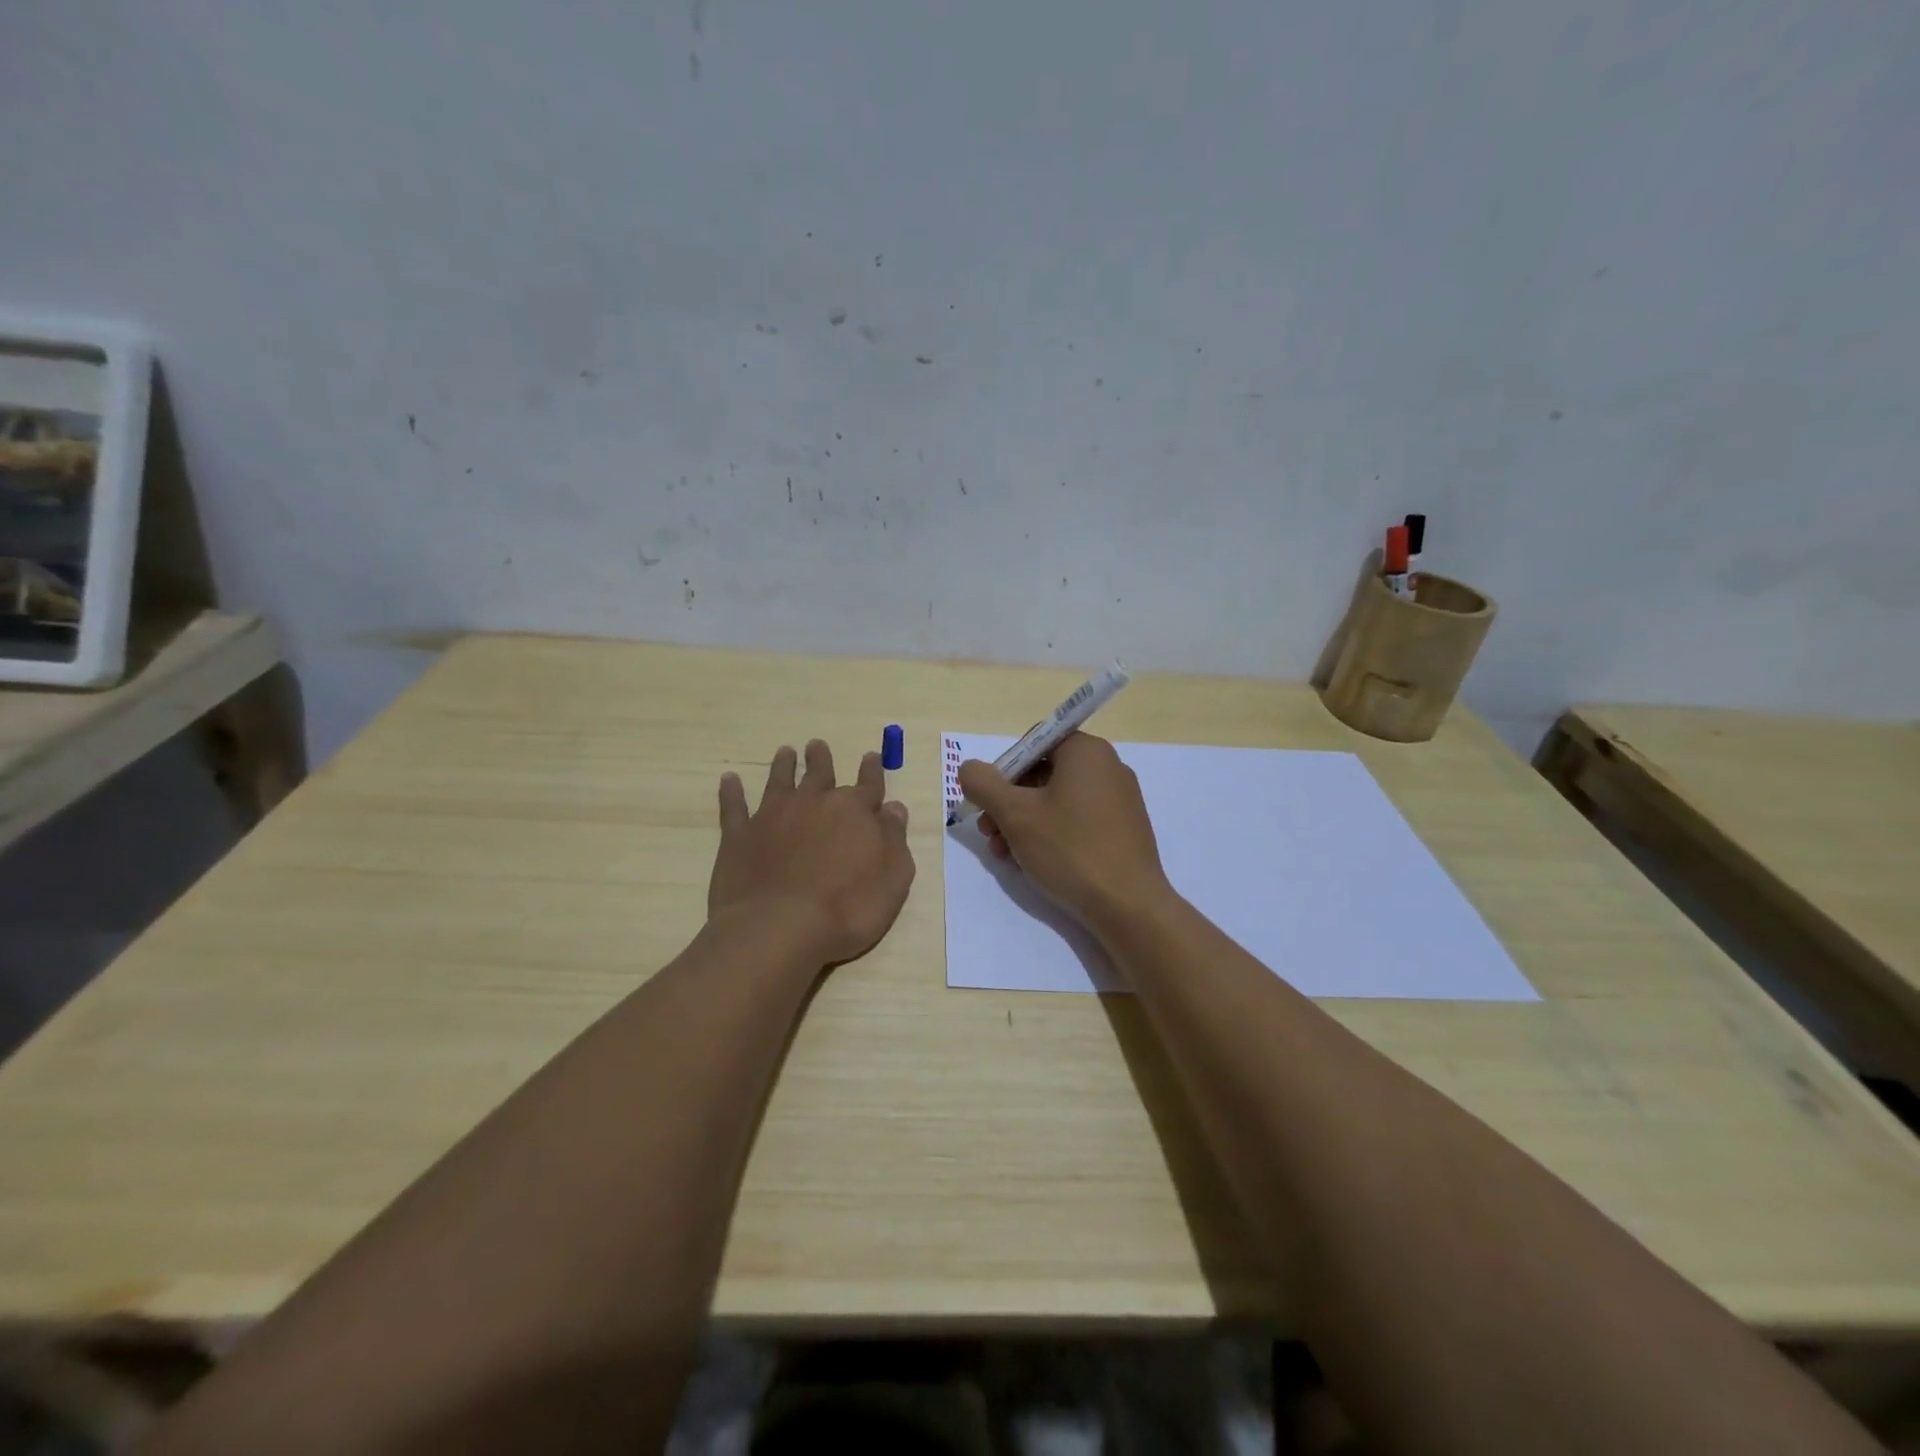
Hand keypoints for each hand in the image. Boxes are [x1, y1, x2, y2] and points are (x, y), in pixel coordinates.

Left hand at [709, 740, 914, 965]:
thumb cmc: (847, 909)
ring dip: (783, 766)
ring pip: (779, 781)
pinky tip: (729, 780)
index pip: (869, 784)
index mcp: (854, 811)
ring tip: (784, 752)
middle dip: (821, 759)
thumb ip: (894, 839)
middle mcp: (813, 804)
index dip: (872, 770)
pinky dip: (732, 792)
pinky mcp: (739, 836)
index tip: (871, 756)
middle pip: (819, 774)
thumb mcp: (893, 878)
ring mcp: (772, 817)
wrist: (779, 928)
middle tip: (817, 745)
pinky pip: (734, 806)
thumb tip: (894, 807)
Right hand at [957, 732, 1172, 935]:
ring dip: (1024, 823)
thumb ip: (983, 784)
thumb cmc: (1069, 849)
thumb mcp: (1014, 814)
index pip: (1034, 744)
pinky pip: (1078, 821)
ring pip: (1057, 801)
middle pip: (1043, 774)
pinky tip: (1031, 862)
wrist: (1129, 906)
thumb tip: (969, 769)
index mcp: (1086, 751)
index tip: (989, 801)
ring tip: (1004, 854)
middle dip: (1009, 803)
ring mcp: (1120, 800)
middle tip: (989, 832)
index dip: (1004, 770)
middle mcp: (1108, 767)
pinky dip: (1051, 835)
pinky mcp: (1124, 830)